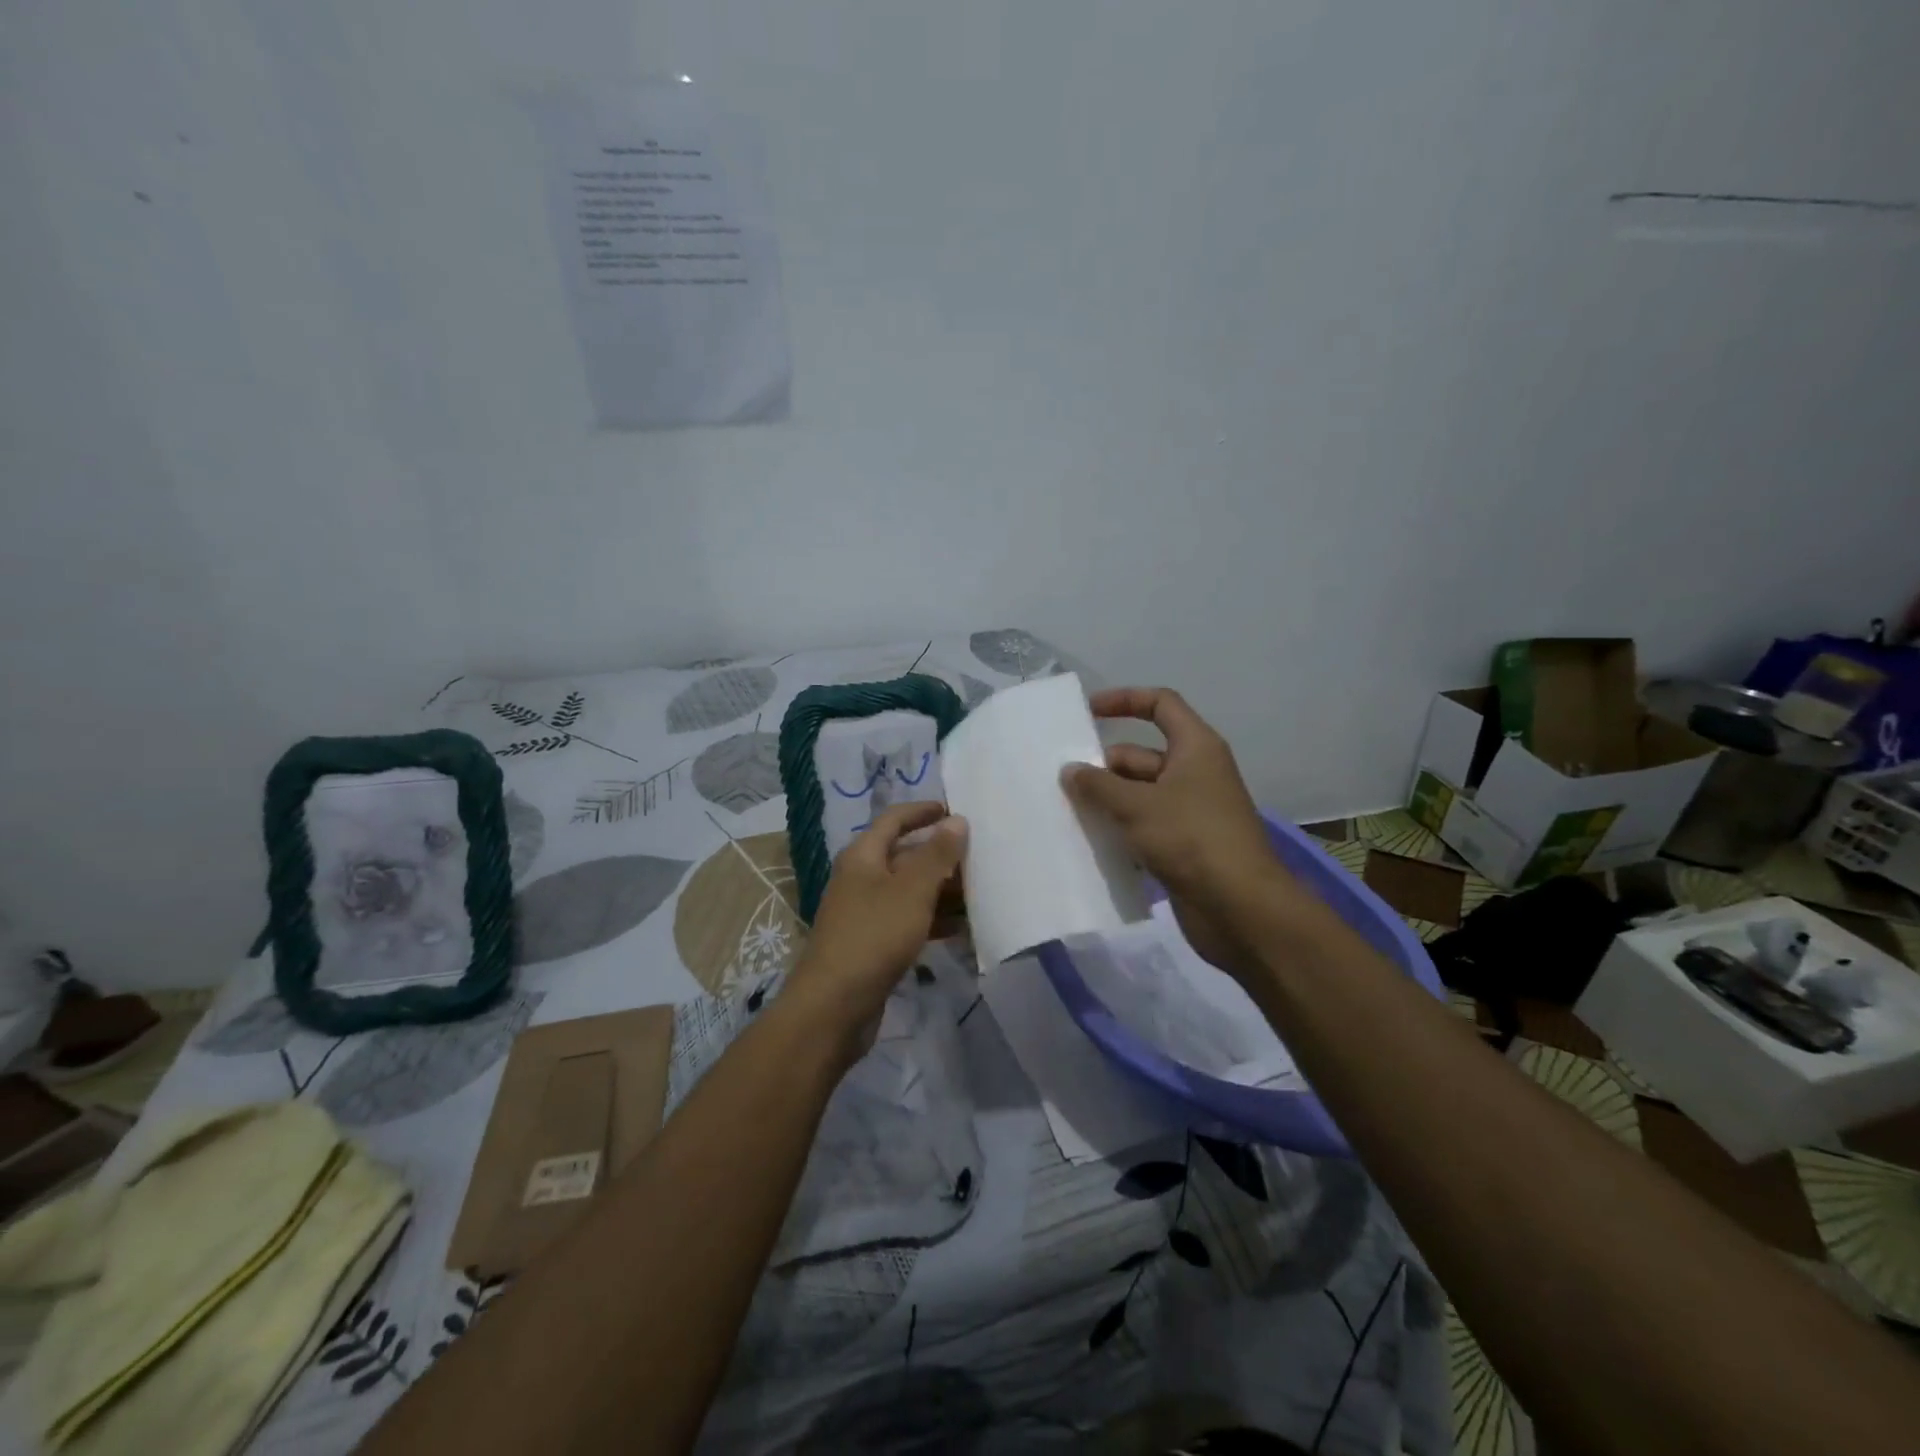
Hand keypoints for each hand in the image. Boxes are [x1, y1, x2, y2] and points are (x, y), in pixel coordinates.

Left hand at [783, 801, 967, 1051]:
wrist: (834, 1006)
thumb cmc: (873, 936)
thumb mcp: (911, 890)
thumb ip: (936, 854)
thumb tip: (956, 820)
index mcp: (863, 856)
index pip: (894, 819)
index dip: (923, 812)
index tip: (956, 811)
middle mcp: (861, 878)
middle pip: (905, 856)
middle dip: (941, 855)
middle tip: (980, 858)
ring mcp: (866, 913)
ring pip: (910, 891)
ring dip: (942, 891)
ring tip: (981, 894)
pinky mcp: (873, 944)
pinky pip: (909, 921)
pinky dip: (934, 920)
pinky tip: (963, 929)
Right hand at [1062, 687, 1295, 980]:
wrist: (1240, 908)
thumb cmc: (1191, 838)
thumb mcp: (1137, 805)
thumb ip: (1098, 785)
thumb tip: (1070, 771)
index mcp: (1195, 747)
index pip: (1160, 704)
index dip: (1124, 700)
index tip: (1087, 712)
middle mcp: (1195, 773)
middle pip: (1140, 755)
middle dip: (1103, 766)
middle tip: (1062, 783)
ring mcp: (1190, 810)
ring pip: (1139, 794)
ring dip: (1108, 801)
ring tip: (1066, 812)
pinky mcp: (1184, 844)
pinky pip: (1144, 825)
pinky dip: (1120, 829)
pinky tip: (1089, 842)